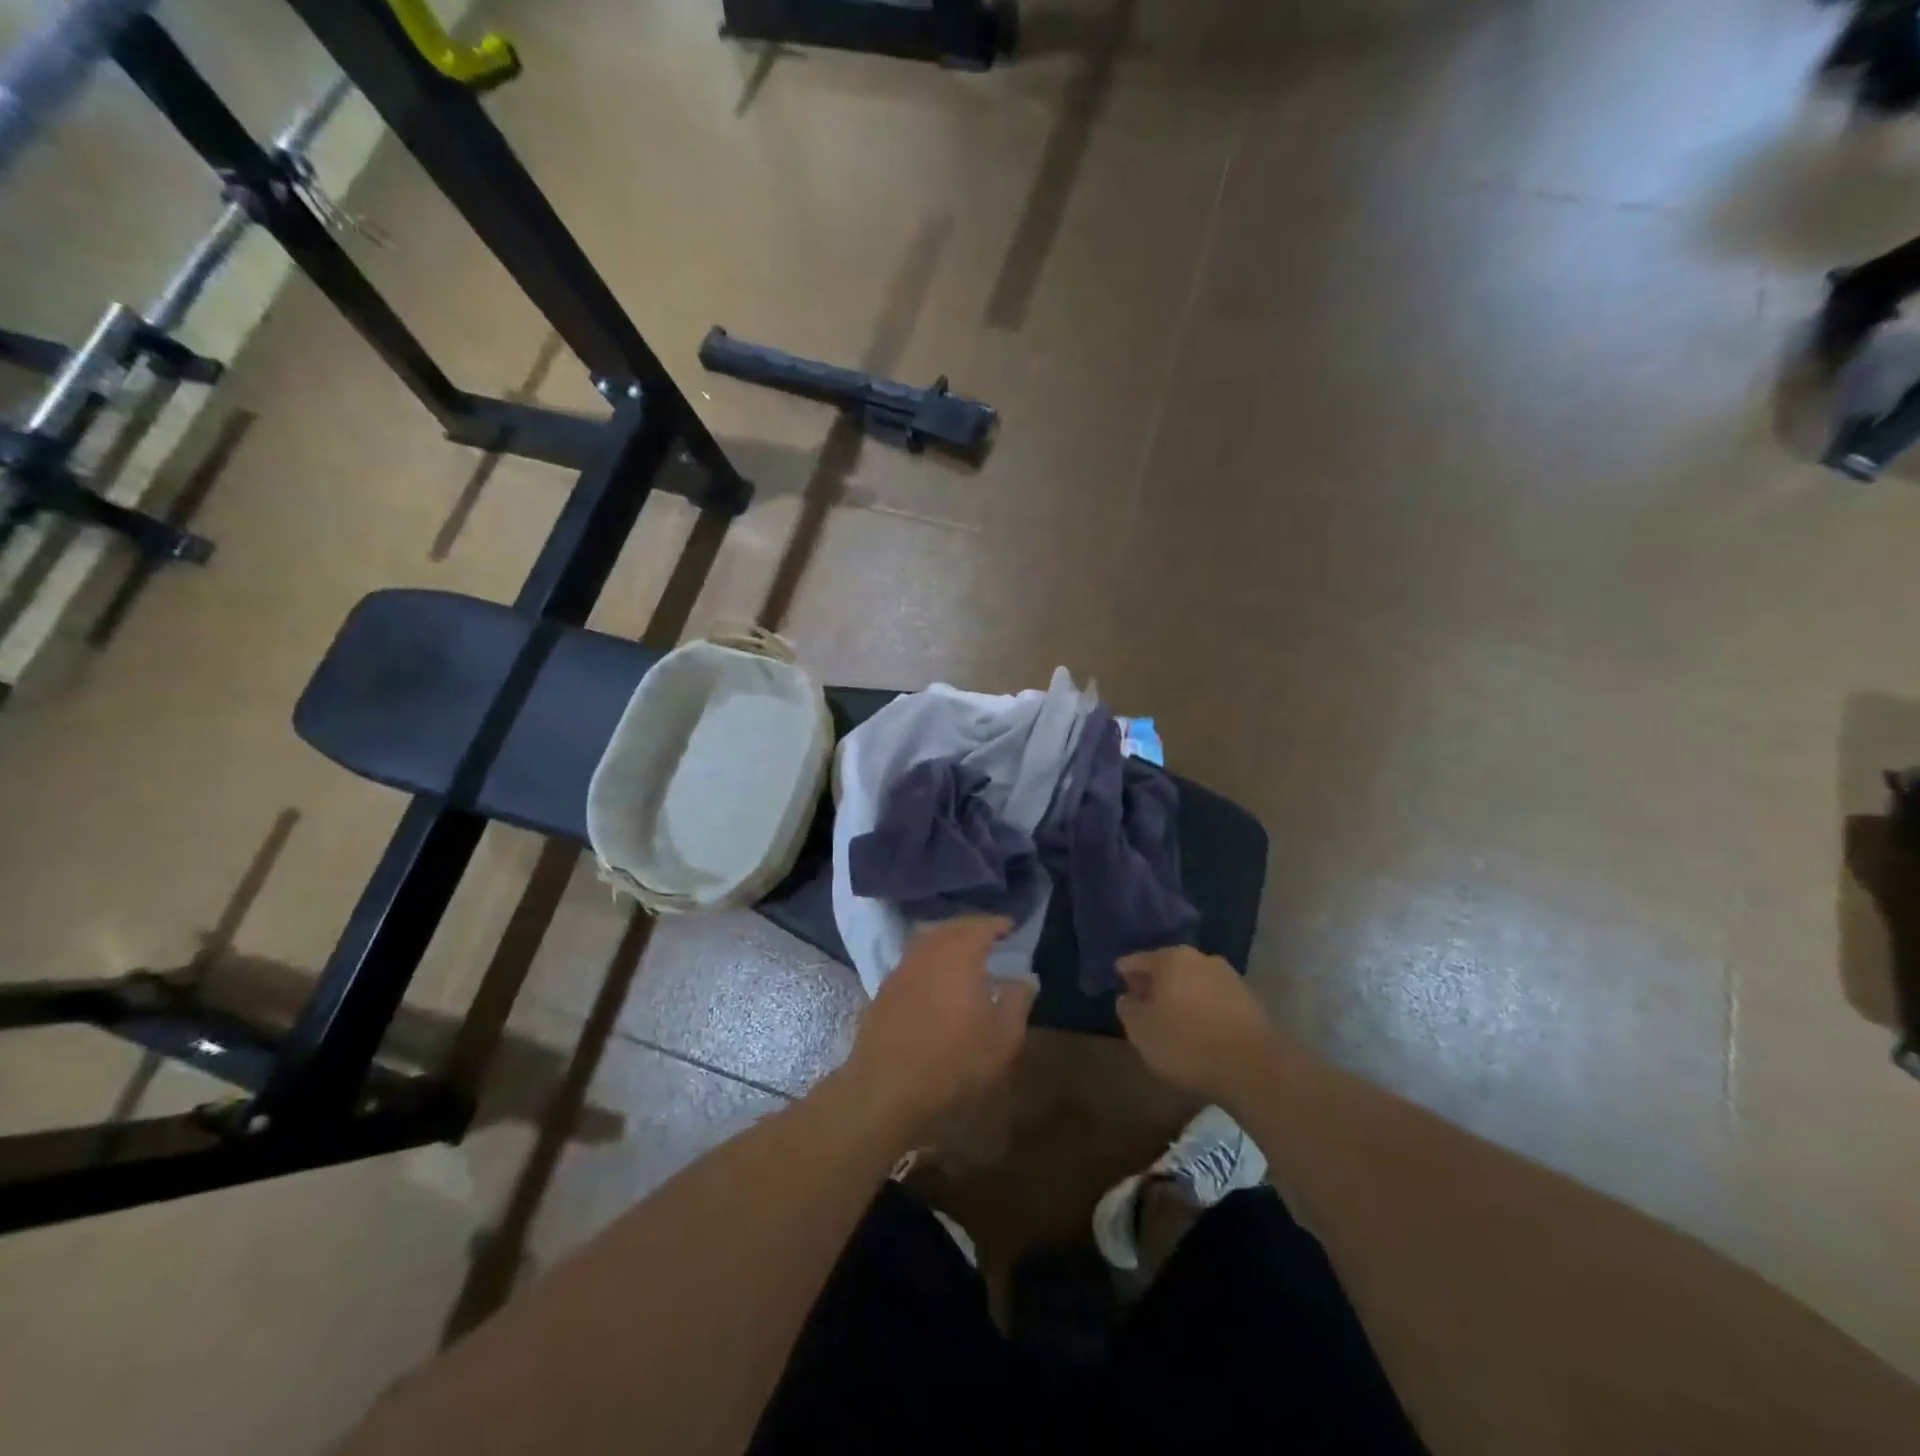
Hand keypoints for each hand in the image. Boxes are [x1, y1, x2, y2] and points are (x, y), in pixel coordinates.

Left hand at [839, 917, 1034, 1143]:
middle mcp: (927, 951)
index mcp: (959, 953)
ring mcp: (901, 970)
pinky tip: (934, 980)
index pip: (981, 926)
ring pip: (926, 942)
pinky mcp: (883, 991)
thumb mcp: (1003, 1036)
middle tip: (988, 935)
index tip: (1010, 925)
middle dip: (971, 928)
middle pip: (951, 928)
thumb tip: (1025, 978)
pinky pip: (911, 963)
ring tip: (963, 954)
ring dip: (946, 941)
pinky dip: (928, 961)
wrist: (887, 1089)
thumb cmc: (955, 1061)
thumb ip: (1017, 1000)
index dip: (997, 924)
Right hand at [1116, 946, 1279, 1104]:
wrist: (1254, 1068)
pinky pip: (1214, 997)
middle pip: (1167, 967)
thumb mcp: (1141, 1031)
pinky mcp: (1249, 998)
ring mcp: (1228, 976)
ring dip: (1181, 995)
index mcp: (1170, 958)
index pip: (1136, 960)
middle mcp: (1200, 958)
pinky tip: (1200, 1028)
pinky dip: (1203, 1007)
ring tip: (1173, 1020)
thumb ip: (1127, 1009)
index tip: (1119, 988)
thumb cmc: (1187, 1044)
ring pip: (1193, 981)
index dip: (1124, 974)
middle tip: (1144, 1005)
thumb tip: (1127, 997)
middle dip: (1155, 984)